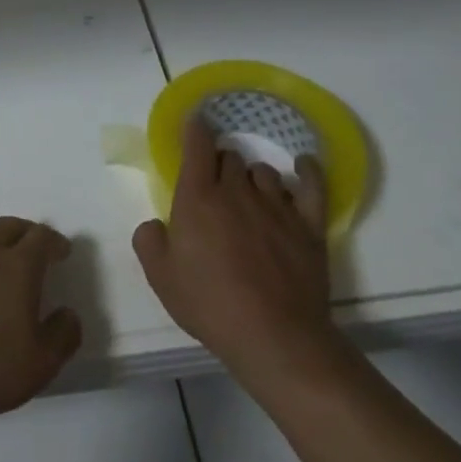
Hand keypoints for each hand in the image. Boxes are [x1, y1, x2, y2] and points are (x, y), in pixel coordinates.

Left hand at [0, 217, 81, 424]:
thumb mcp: (39, 364)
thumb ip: (63, 336)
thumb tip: (69, 314)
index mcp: (16, 266)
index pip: (41, 237)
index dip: (54, 241)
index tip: (62, 251)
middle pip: (9, 226)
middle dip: (26, 232)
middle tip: (34, 246)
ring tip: (0, 256)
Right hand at [133, 120, 337, 381]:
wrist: (275, 337)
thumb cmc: (210, 305)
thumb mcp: (161, 277)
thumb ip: (149, 240)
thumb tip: (155, 224)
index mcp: (198, 197)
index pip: (197, 144)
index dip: (195, 129)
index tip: (195, 124)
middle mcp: (236, 191)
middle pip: (230, 156)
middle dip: (221, 163)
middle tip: (216, 186)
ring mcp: (276, 206)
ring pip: (264, 171)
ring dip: (253, 177)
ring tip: (251, 197)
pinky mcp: (308, 226)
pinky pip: (311, 185)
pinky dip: (306, 171)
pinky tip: (302, 167)